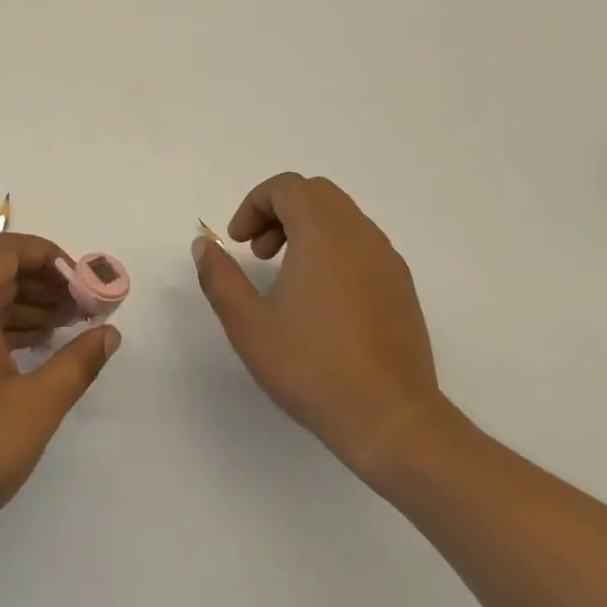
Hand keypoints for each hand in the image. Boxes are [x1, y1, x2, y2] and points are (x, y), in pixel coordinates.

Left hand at [0, 233, 120, 546]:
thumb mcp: (37, 405)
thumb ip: (78, 362)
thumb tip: (108, 333)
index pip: (5, 251)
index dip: (48, 255)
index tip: (83, 283)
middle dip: (47, 283)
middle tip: (87, 308)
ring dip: (31, 306)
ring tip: (72, 328)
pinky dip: (10, 328)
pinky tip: (39, 350)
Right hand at [192, 173, 452, 483]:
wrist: (390, 419)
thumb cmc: (312, 366)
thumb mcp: (248, 324)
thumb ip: (220, 277)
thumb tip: (204, 245)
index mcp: (324, 235)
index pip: (288, 187)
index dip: (254, 204)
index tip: (238, 243)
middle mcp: (360, 236)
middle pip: (317, 194)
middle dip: (279, 211)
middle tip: (258, 252)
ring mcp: (387, 261)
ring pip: (342, 217)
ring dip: (306, 229)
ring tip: (284, 276)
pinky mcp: (402, 287)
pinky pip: (362, 244)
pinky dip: (333, 249)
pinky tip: (319, 299)